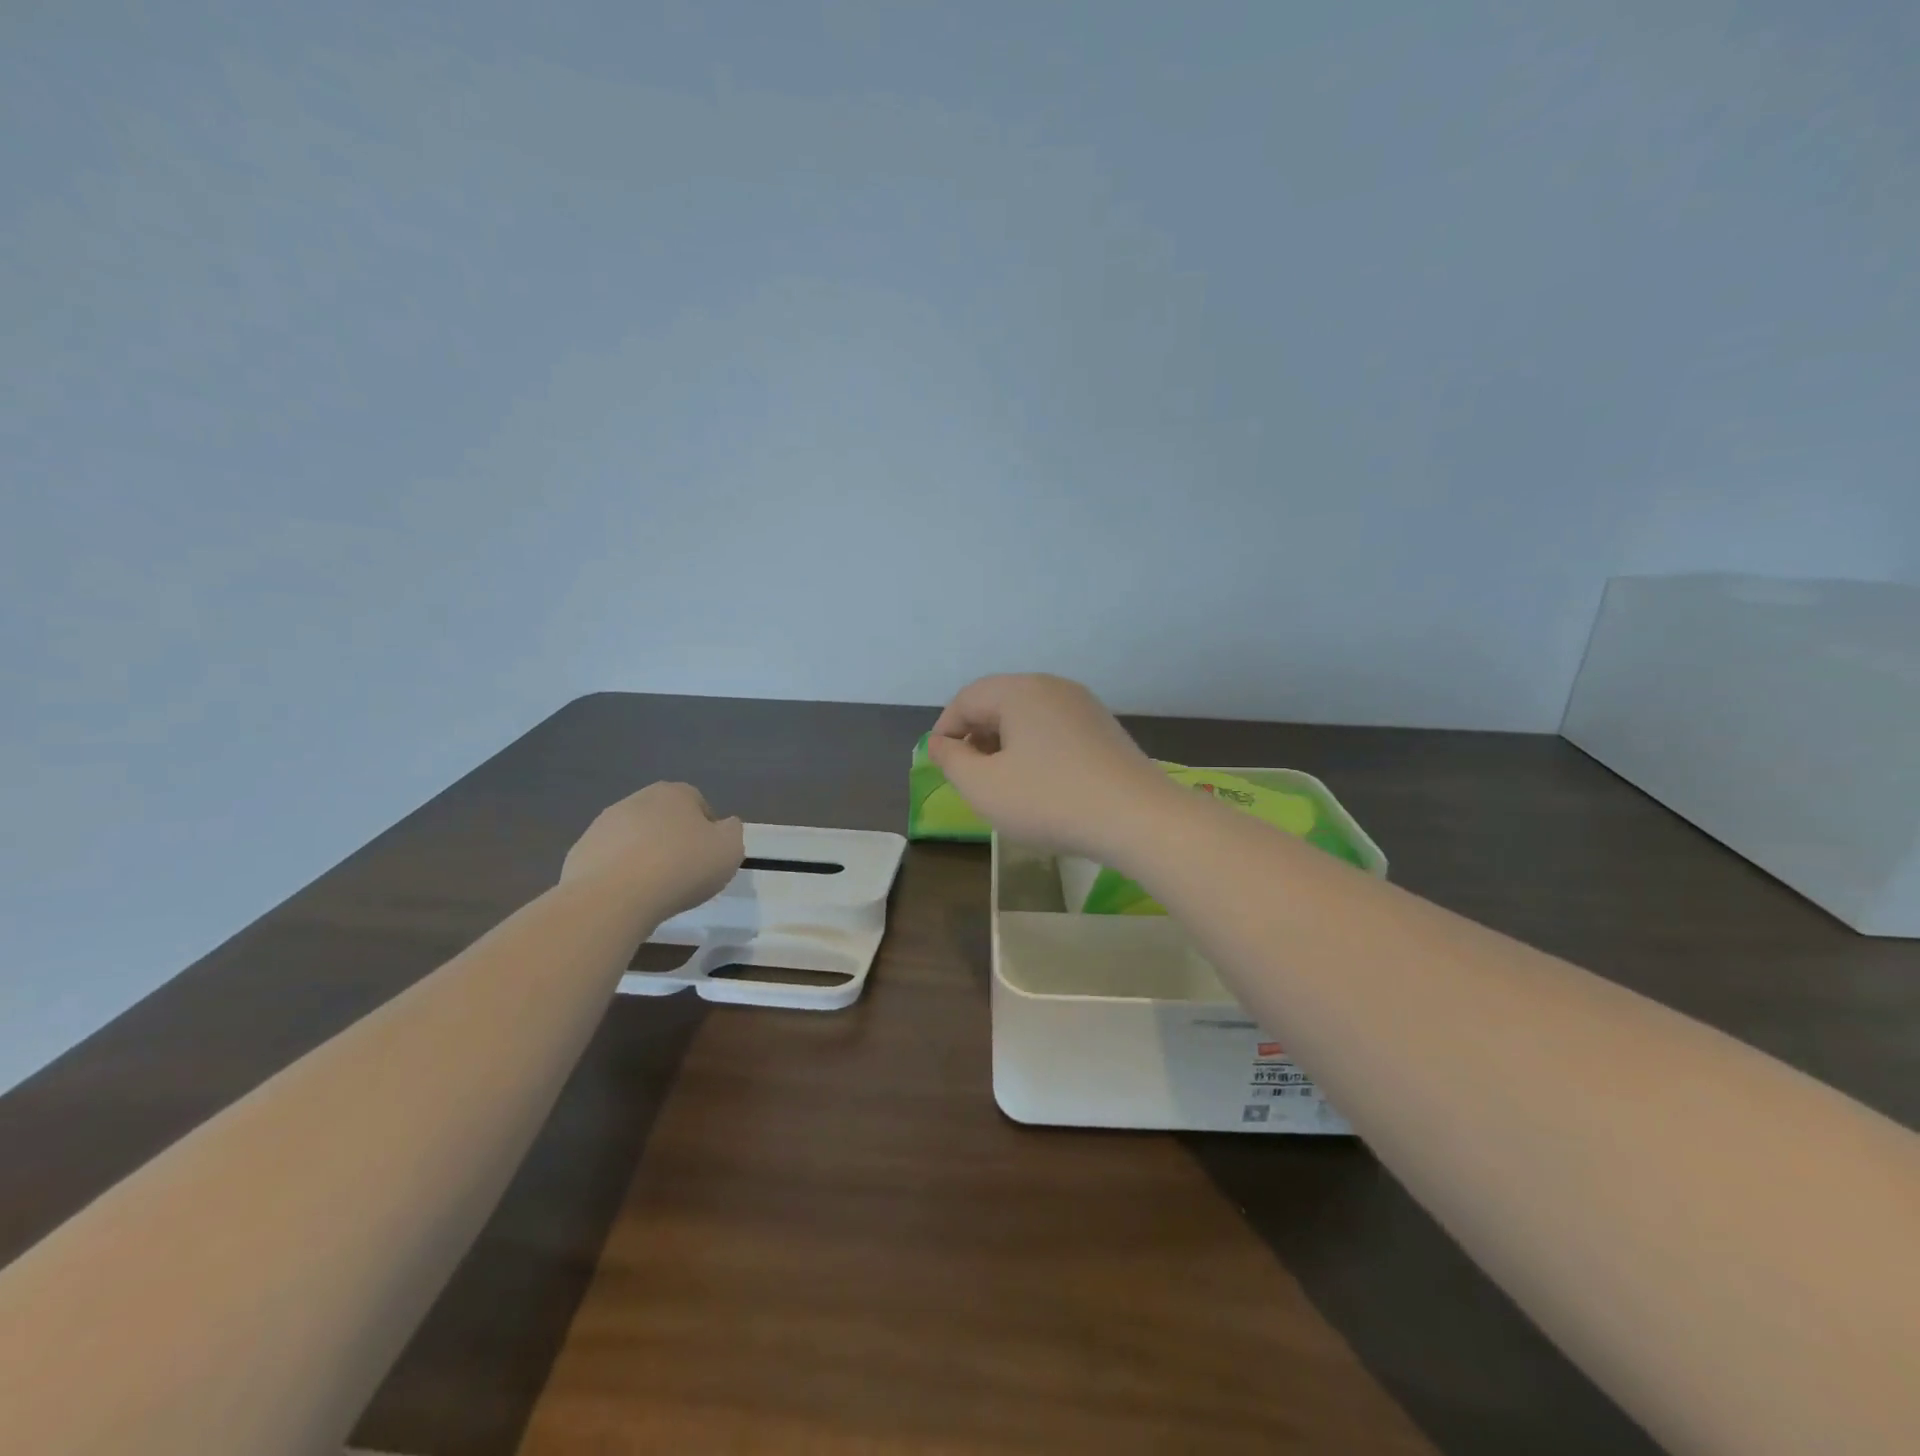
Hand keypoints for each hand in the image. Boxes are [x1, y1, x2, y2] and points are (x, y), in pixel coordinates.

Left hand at [561, 782, 744, 917]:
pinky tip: (628, 896)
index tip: (709, 858)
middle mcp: (637, 799)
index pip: (699, 804)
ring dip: (646, 855)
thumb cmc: (681, 867)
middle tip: (684, 873)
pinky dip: (620, 873)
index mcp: (675, 793)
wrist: (613, 897)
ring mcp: (604, 824)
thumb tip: (724, 826)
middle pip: (664, 819)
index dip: (708, 831)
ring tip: (655, 889)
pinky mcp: (580, 851)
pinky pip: (609, 860)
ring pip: (635, 838)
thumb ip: (732, 831)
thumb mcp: (730, 849)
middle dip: (674, 840)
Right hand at [928, 674, 1178, 862]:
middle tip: (970, 776)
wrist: (1137, 818)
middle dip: (976, 736)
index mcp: (1019, 691)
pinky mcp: (1103, 728)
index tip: (941, 765)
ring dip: (1005, 744)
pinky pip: (1054, 729)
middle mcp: (1052, 686)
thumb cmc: (1050, 800)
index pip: (966, 699)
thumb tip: (941, 743)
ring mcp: (1083, 705)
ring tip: (1003, 782)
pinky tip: (1040, 783)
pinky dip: (1035, 749)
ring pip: (1027, 716)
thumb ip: (951, 761)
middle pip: (998, 702)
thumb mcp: (983, 787)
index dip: (946, 730)